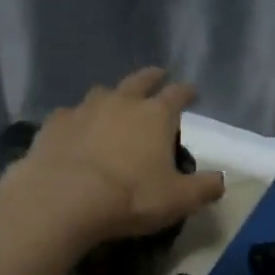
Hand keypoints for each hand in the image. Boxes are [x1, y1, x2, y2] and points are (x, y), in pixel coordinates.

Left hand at [10, 68, 225, 240]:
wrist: (65, 199)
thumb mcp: (179, 199)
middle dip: (152, 77)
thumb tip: (220, 180)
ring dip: (112, 96)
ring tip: (114, 103)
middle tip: (158, 74)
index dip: (187, 92)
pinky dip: (76, 120)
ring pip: (102, 93)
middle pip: (140, 81)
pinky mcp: (54, 125)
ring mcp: (84, 110)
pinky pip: (69, 115)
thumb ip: (204, 188)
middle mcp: (121, 103)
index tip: (192, 91)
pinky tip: (75, 131)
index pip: (177, 95)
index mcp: (155, 116)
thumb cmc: (131, 196)